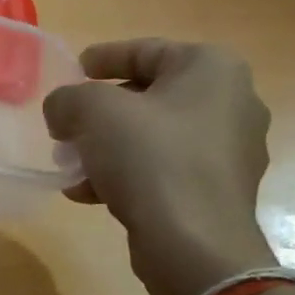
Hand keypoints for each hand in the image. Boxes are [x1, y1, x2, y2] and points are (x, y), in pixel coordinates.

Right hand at [43, 39, 277, 294]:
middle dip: (99, 112)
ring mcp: (228, 150)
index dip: (103, 57)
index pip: (146, 50)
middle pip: (148, 95)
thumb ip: (67, 98)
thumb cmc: (149, 158)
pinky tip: (88, 193)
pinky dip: (126, 174)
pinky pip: (163, 169)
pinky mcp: (217, 190)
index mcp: (211, 69)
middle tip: (65, 125)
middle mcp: (231, 103)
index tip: (72, 71)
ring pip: (152, 136)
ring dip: (106, 146)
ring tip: (69, 164)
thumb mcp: (92, 112)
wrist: (194, 243)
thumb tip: (62, 110)